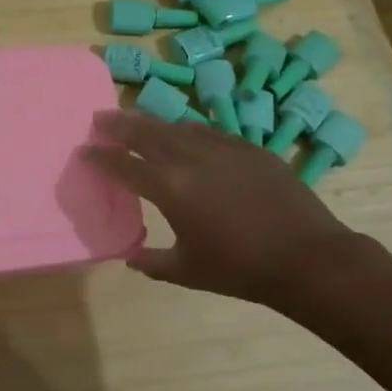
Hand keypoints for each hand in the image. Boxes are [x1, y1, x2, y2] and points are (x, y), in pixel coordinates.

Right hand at [85, 108, 360, 310]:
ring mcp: (222, 147)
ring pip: (177, 126)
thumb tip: (132, 258)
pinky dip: (187, 130)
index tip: (84, 152)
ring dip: (151, 123)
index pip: (123, 166)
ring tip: (137, 122)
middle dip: (118, 125)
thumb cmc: (240, 269)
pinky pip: (208, 131)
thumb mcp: (188, 272)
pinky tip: (185, 134)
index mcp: (169, 188)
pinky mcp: (248, 147)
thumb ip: (153, 263)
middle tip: (100, 118)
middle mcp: (190, 158)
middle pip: (145, 132)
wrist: (307, 257)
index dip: (100, 158)